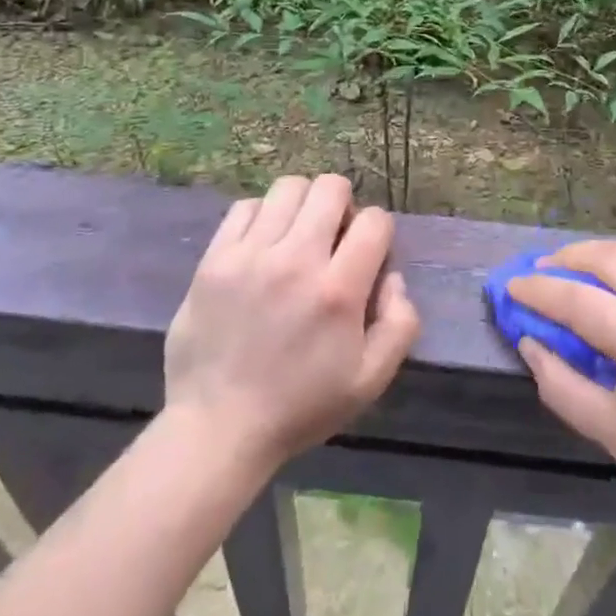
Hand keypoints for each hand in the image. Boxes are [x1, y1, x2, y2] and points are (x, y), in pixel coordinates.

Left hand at [163, 175, 420, 473]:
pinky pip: (245, 207)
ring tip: (297, 235)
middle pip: (331, 188)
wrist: (218, 428)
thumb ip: (400, 324)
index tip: (366, 255)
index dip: (378, 232)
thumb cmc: (300, 407)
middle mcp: (296, 260)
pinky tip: (262, 244)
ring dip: (303, 204)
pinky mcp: (215, 258)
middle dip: (343, 205)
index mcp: (338, 291)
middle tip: (333, 238)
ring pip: (288, 187)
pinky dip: (261, 216)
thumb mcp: (370, 381)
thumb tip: (394, 277)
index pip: (375, 220)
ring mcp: (251, 255)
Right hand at [509, 236, 615, 543]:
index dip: (538, 292)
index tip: (509, 287)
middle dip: (567, 260)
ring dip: (603, 253)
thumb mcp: (613, 436)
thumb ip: (561, 383)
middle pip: (611, 258)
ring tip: (578, 272)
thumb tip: (529, 340)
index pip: (581, 301)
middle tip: (539, 274)